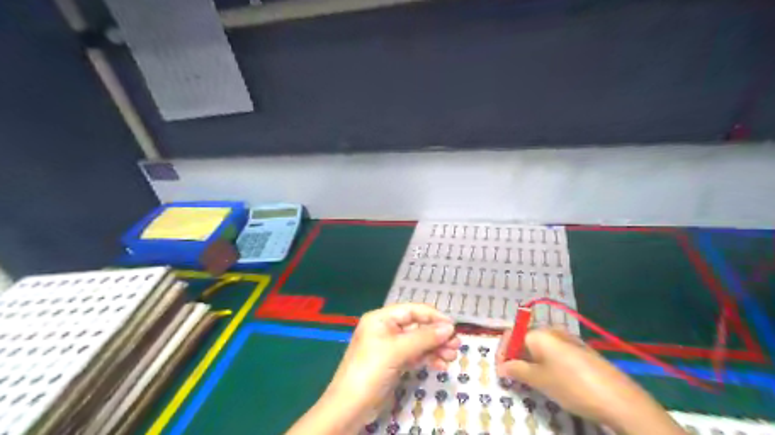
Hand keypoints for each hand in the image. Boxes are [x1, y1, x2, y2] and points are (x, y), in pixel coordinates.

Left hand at [323, 304, 455, 426]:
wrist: (350, 407)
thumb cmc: (371, 370)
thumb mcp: (397, 351)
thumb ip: (424, 337)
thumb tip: (450, 327)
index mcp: (381, 319)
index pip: (411, 310)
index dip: (433, 316)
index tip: (453, 326)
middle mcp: (385, 329)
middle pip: (416, 327)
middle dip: (436, 335)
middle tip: (456, 345)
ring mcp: (389, 347)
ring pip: (417, 342)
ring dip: (435, 348)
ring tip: (452, 356)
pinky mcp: (393, 363)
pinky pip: (414, 356)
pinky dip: (427, 358)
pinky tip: (441, 364)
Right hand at [497, 328, 682, 432]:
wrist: (620, 399)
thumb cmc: (572, 386)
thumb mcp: (539, 380)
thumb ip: (516, 370)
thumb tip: (501, 367)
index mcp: (539, 333)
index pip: (510, 334)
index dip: (501, 351)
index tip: (500, 371)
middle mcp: (552, 331)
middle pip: (524, 338)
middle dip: (515, 356)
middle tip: (513, 377)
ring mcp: (568, 339)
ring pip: (539, 346)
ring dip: (529, 360)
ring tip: (530, 380)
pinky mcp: (580, 350)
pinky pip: (554, 352)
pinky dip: (545, 362)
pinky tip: (551, 379)